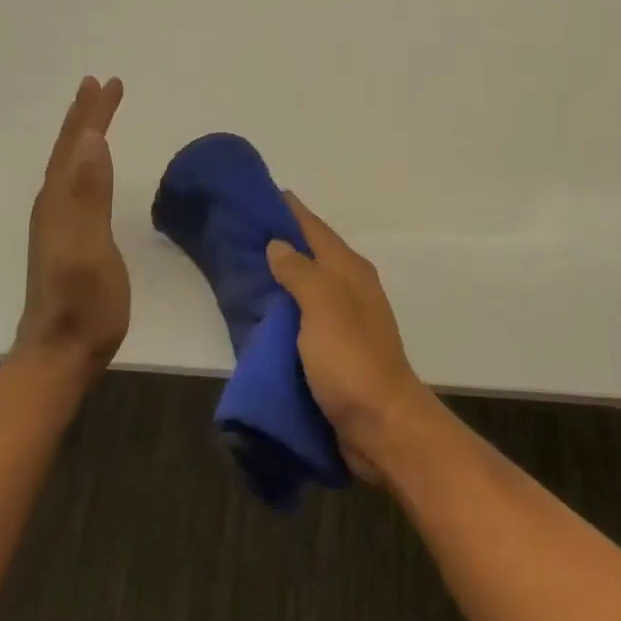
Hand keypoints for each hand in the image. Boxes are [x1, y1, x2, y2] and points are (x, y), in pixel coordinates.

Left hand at [14, 77, 128, 379]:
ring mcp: (59, 223)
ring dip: (84, 136)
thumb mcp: (89, 247)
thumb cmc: (83, 302)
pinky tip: (91, 170)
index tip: (108, 81)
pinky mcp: (69, 238)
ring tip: (96, 116)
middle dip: (86, 116)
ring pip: (71, 165)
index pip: (78, 145)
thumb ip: (90, 194)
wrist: (61, 352)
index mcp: (60, 201)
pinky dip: (86, 163)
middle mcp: (55, 205)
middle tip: (101, 85)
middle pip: (71, 150)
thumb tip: (93, 139)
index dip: (92, 112)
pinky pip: (76, 184)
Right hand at [266, 193, 432, 480]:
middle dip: (280, 241)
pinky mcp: (336, 350)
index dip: (289, 210)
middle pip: (311, 254)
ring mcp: (345, 320)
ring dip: (280, 276)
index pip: (314, 228)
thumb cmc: (351, 360)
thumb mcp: (323, 306)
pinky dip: (284, 309)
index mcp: (350, 270)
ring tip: (241, 268)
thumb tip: (278, 244)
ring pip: (306, 286)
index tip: (259, 195)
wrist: (382, 425)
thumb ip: (300, 271)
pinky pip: (304, 318)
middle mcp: (350, 288)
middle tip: (238, 232)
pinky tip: (260, 314)